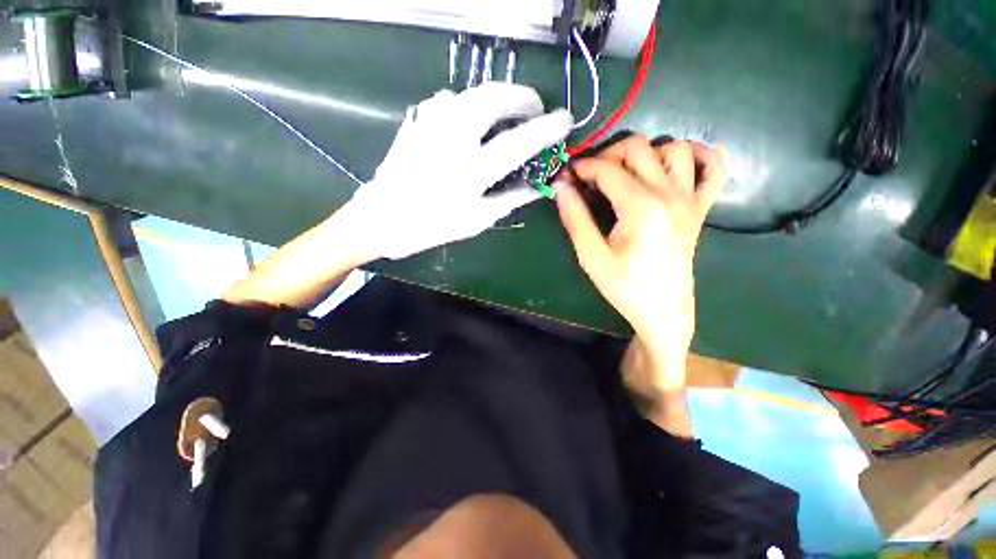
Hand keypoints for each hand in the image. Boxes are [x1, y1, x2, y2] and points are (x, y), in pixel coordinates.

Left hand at [339, 83, 572, 259]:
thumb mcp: (477, 219)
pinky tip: (469, 119)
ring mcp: (431, 124)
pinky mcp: (417, 120)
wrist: (383, 218)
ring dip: (496, 96)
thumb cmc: (433, 225)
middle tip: (534, 108)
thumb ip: (510, 198)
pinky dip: (467, 103)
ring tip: (505, 113)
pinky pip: (448, 99)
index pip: (519, 141)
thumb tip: (539, 185)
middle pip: (495, 98)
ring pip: (471, 91)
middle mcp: (453, 139)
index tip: (566, 120)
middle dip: (522, 97)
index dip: (547, 128)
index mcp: (471, 171)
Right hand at [554, 137, 727, 390]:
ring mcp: (690, 199)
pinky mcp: (700, 208)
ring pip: (674, 149)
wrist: (663, 311)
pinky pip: (714, 169)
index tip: (566, 175)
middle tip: (590, 177)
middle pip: (638, 148)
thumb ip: (575, 218)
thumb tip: (561, 187)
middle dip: (607, 155)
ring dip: (645, 153)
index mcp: (641, 208)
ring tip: (626, 174)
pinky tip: (676, 165)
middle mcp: (669, 194)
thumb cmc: (624, 287)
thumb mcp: (591, 257)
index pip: (607, 170)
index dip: (582, 167)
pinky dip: (699, 156)